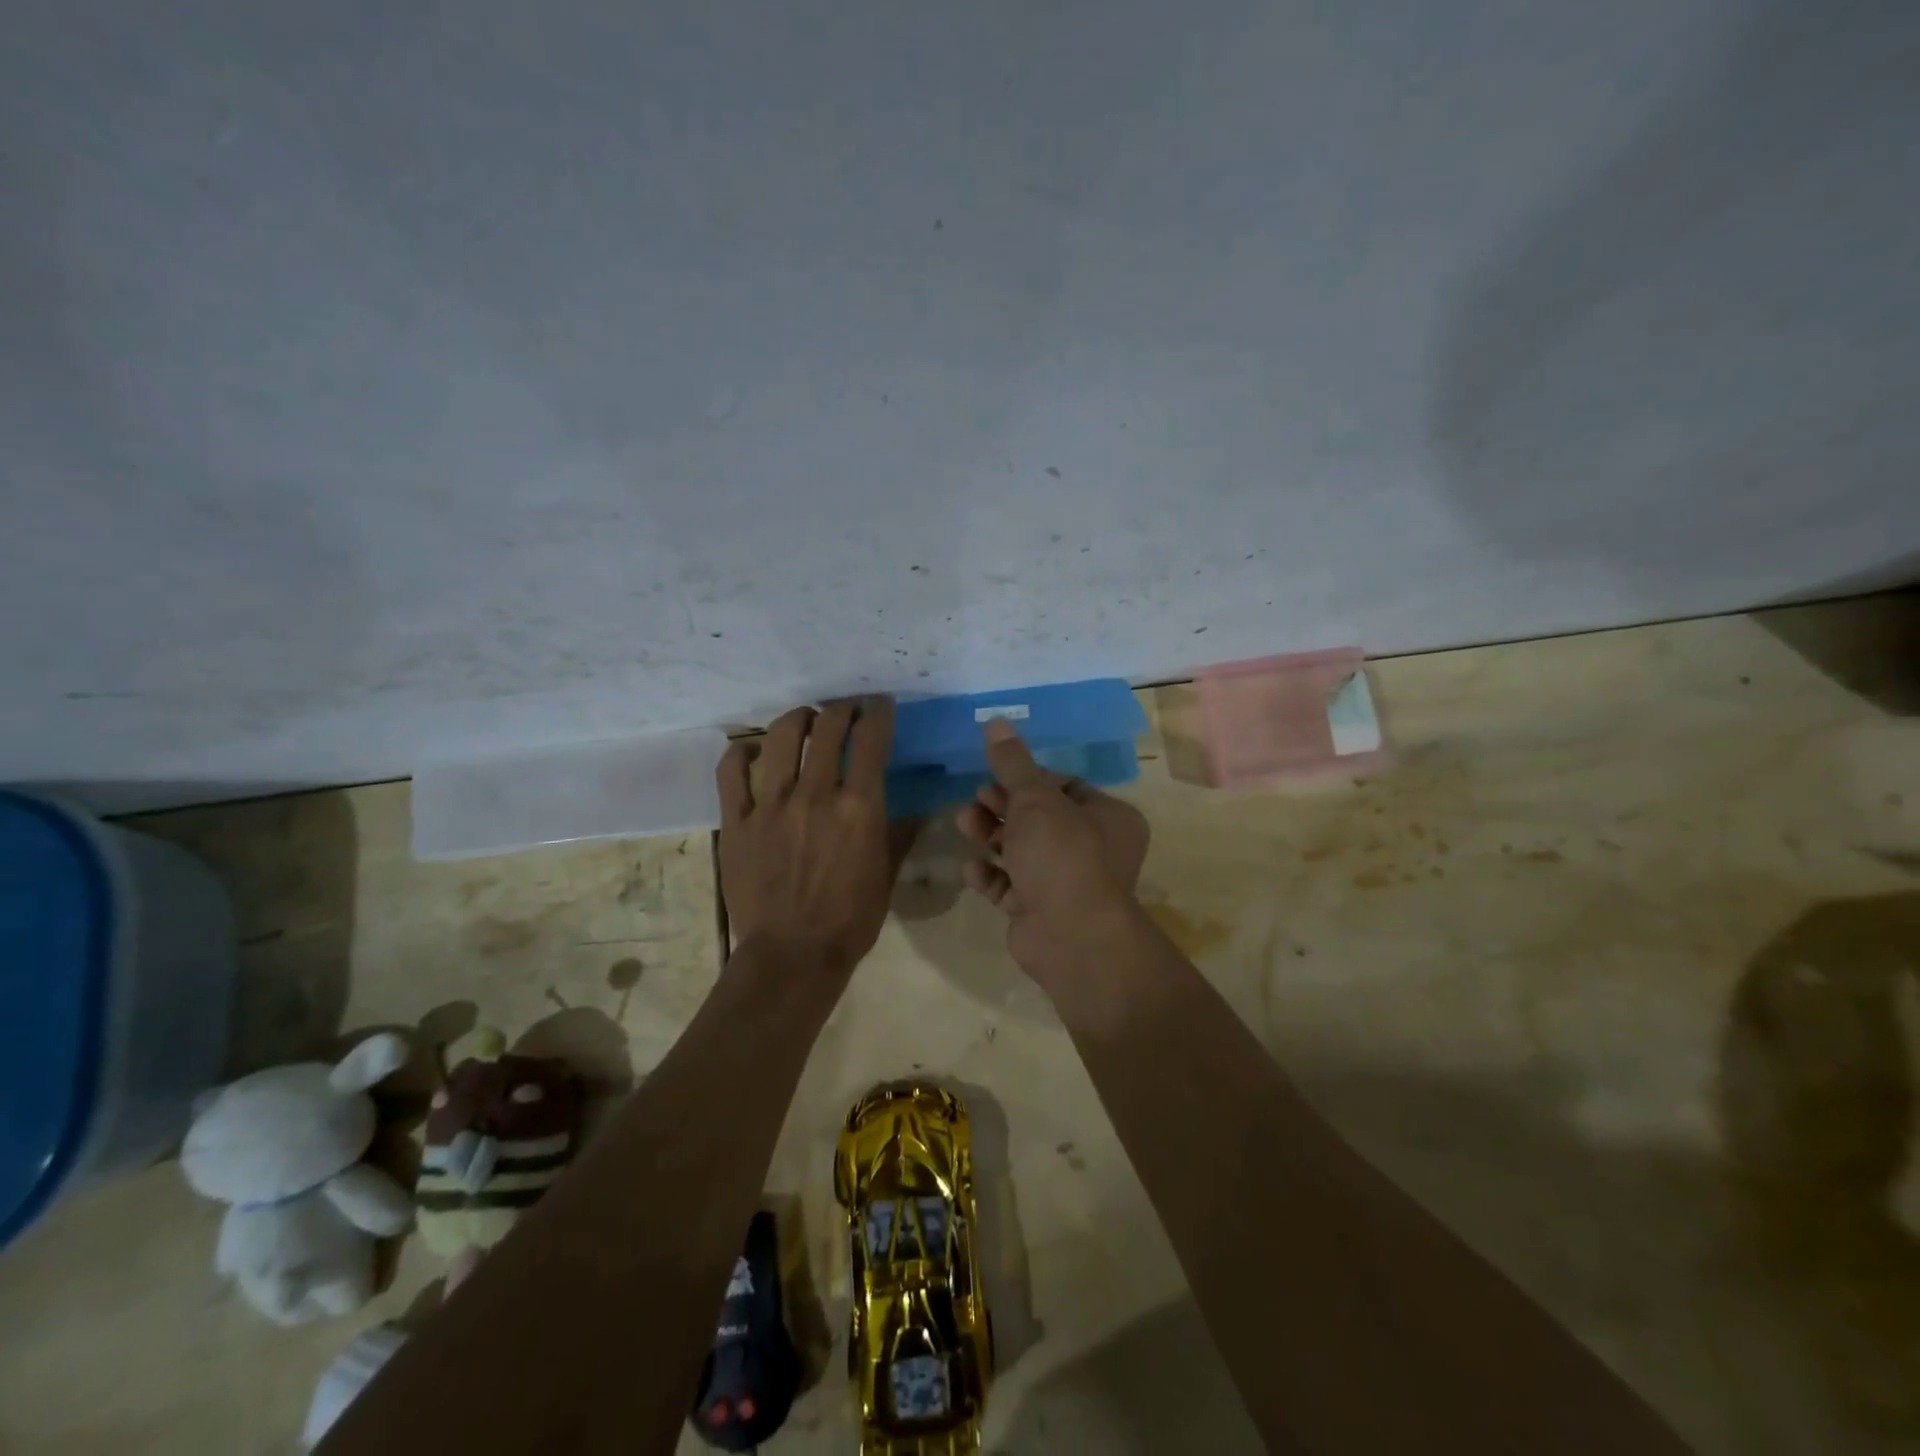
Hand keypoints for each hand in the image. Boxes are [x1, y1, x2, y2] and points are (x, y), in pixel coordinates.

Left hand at [717, 698, 897, 978]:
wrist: (792, 955)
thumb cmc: (851, 919)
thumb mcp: (887, 874)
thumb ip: (900, 833)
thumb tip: (917, 808)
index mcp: (859, 806)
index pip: (871, 738)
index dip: (878, 712)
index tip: (880, 705)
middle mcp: (815, 794)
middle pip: (827, 727)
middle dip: (842, 709)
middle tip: (846, 710)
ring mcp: (771, 805)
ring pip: (781, 737)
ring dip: (798, 718)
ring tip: (805, 719)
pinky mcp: (737, 821)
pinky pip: (731, 772)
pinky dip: (741, 752)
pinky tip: (750, 750)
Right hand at [954, 720, 1149, 976]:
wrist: (1070, 937)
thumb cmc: (1062, 855)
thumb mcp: (1035, 800)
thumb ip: (1013, 763)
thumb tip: (996, 722)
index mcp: (1109, 817)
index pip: (1065, 787)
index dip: (1028, 779)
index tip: (997, 775)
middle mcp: (1094, 849)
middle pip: (1040, 819)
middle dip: (1003, 807)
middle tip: (976, 800)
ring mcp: (1067, 883)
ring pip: (1023, 851)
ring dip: (991, 836)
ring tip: (963, 823)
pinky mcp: (1041, 912)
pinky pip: (1011, 886)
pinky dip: (991, 876)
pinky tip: (972, 868)